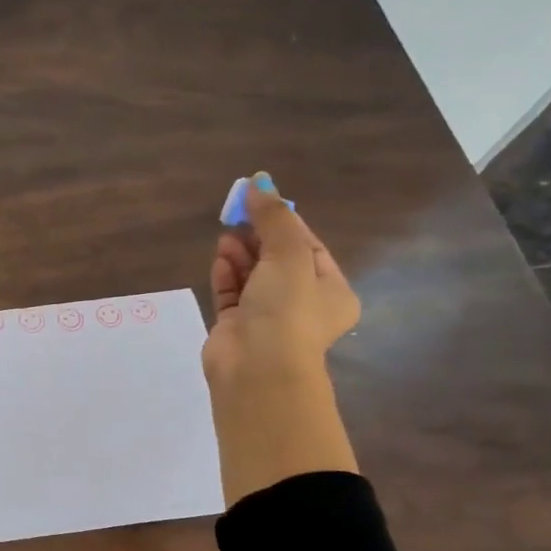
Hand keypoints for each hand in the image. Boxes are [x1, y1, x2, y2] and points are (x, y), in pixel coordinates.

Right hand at [203, 172, 359, 391]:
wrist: (258, 369)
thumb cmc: (287, 310)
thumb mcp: (289, 255)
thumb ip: (273, 217)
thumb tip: (258, 181)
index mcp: (331, 290)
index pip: (308, 246)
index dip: (284, 221)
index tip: (259, 200)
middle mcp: (302, 304)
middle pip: (278, 259)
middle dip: (258, 236)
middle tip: (237, 215)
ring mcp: (267, 317)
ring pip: (252, 276)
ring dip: (240, 254)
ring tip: (225, 237)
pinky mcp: (236, 327)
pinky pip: (231, 293)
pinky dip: (225, 275)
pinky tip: (219, 259)